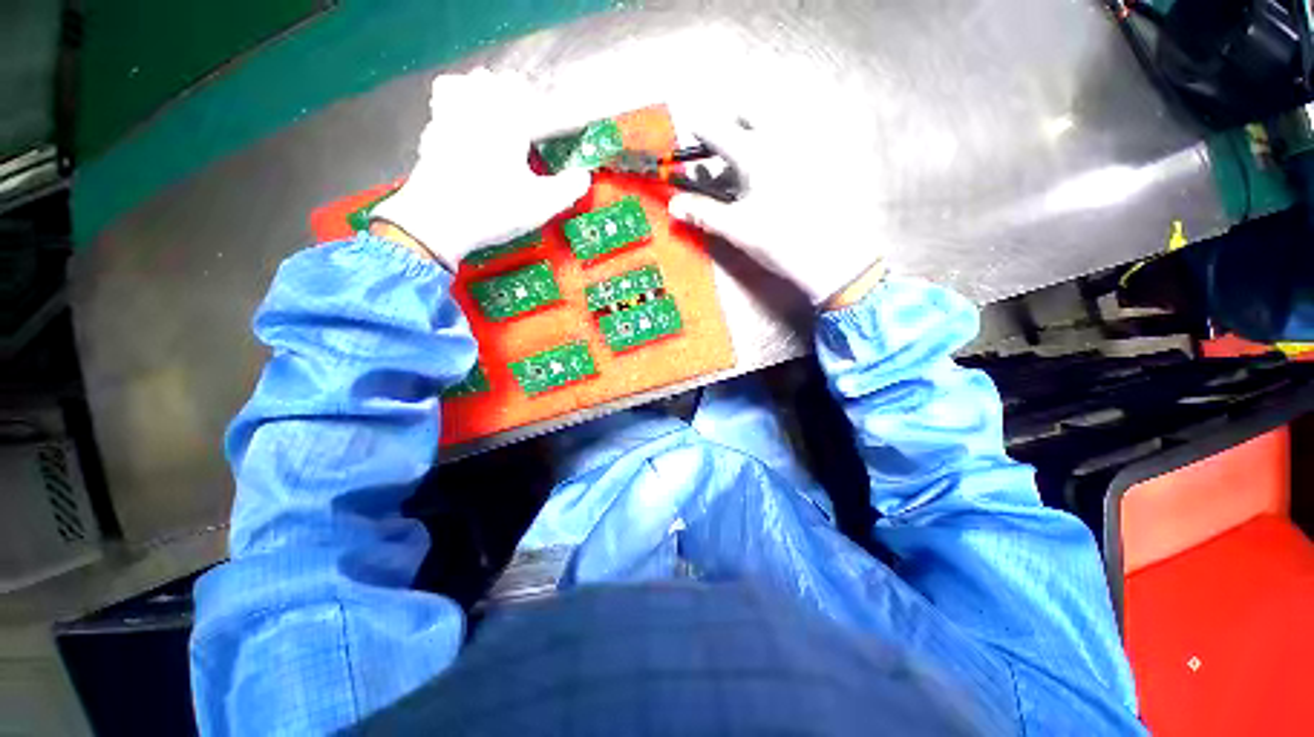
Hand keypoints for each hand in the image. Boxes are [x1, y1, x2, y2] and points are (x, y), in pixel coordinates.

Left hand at [372, 69, 590, 267]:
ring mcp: (449, 116)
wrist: (438, 221)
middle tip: (526, 122)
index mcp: (508, 121)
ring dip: (482, 93)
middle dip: (514, 95)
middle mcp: (477, 108)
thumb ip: (568, 188)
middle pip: (496, 81)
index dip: (546, 109)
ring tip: (494, 116)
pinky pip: (444, 103)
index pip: (531, 97)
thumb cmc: (495, 210)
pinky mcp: (431, 132)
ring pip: (465, 83)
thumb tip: (585, 175)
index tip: (555, 126)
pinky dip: (457, 106)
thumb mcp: (541, 205)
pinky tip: (465, 128)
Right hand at [667, 117, 883, 306]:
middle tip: (721, 151)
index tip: (691, 137)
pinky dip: (778, 145)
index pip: (716, 128)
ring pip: (773, 122)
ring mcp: (805, 145)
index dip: (698, 131)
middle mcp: (780, 138)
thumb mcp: (736, 228)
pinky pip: (796, 136)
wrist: (831, 257)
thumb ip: (703, 212)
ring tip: (746, 165)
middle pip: (749, 110)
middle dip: (730, 123)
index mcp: (754, 153)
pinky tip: (776, 174)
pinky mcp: (823, 158)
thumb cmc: (779, 241)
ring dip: (754, 133)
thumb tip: (673, 205)